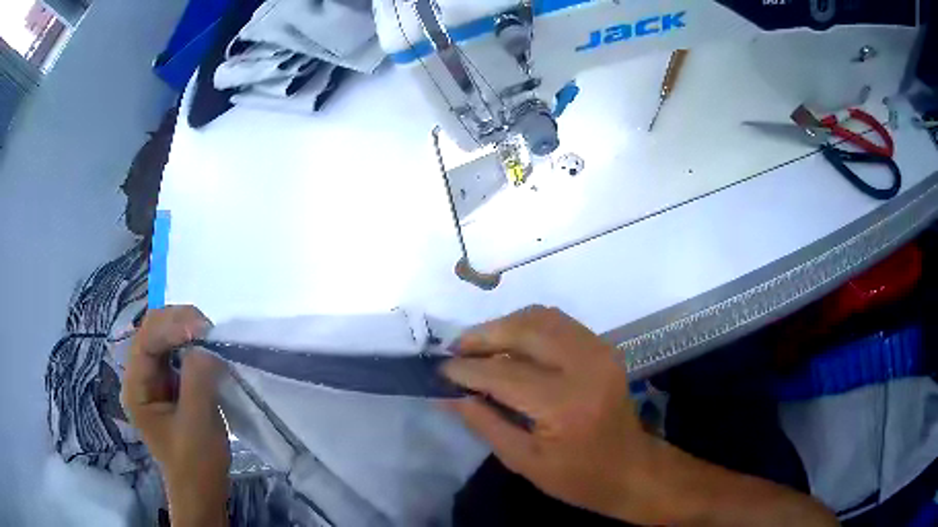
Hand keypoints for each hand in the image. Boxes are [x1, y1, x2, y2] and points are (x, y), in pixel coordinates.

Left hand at [122, 306, 228, 526]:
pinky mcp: (169, 385)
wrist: (201, 491)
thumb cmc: (196, 464)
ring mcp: (153, 380)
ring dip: (185, 330)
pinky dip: (191, 344)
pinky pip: (176, 352)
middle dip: (178, 322)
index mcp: (136, 387)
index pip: (146, 341)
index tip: (204, 328)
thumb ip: (198, 380)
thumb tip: (207, 345)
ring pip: (164, 338)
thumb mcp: (197, 423)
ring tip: (210, 334)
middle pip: (152, 332)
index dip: (172, 326)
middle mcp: (139, 377)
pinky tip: (206, 347)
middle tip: (209, 327)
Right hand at [441, 306, 662, 522]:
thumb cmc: (577, 477)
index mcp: (565, 403)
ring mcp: (599, 351)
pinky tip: (511, 345)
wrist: (631, 469)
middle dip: (483, 335)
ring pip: (542, 317)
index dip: (466, 369)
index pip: (503, 373)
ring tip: (479, 345)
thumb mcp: (524, 461)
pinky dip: (528, 326)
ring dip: (505, 325)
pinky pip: (559, 323)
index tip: (439, 370)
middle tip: (456, 351)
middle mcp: (585, 365)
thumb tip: (447, 395)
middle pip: (524, 329)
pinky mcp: (603, 348)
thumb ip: (484, 423)